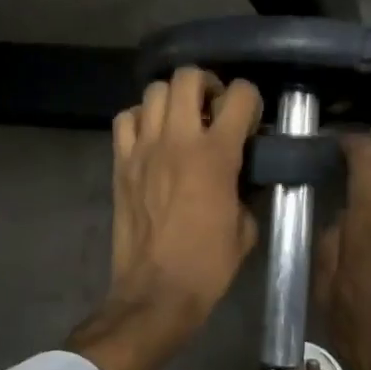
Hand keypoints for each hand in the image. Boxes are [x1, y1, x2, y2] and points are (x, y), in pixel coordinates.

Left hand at [70, 68, 263, 369]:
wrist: (155, 292)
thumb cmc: (208, 265)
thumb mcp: (245, 228)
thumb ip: (245, 190)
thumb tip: (241, 175)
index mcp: (216, 155)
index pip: (239, 96)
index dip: (249, 99)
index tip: (249, 118)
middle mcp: (178, 140)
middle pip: (188, 77)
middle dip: (207, 84)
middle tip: (213, 107)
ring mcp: (144, 149)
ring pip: (154, 91)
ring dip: (173, 98)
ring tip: (181, 119)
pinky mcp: (121, 163)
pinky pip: (125, 119)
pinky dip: (140, 118)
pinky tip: (151, 135)